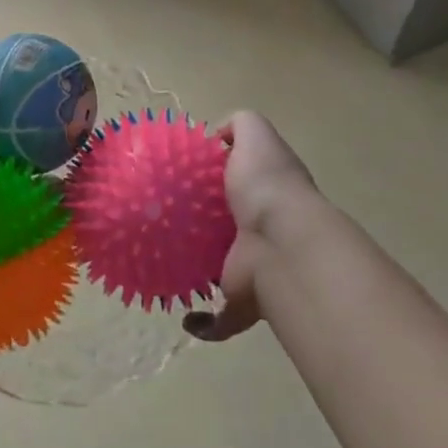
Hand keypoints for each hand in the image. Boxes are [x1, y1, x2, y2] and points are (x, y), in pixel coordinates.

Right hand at [184, 111, 315, 341]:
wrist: (283, 245)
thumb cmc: (265, 185)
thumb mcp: (255, 134)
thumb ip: (239, 124)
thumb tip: (217, 137)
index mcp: (266, 191)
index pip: (241, 181)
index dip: (216, 176)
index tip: (181, 175)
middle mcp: (263, 229)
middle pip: (229, 224)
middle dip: (203, 224)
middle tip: (164, 218)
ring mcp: (255, 267)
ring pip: (223, 269)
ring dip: (200, 270)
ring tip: (164, 261)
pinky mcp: (244, 300)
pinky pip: (220, 319)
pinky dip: (203, 323)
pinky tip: (184, 315)